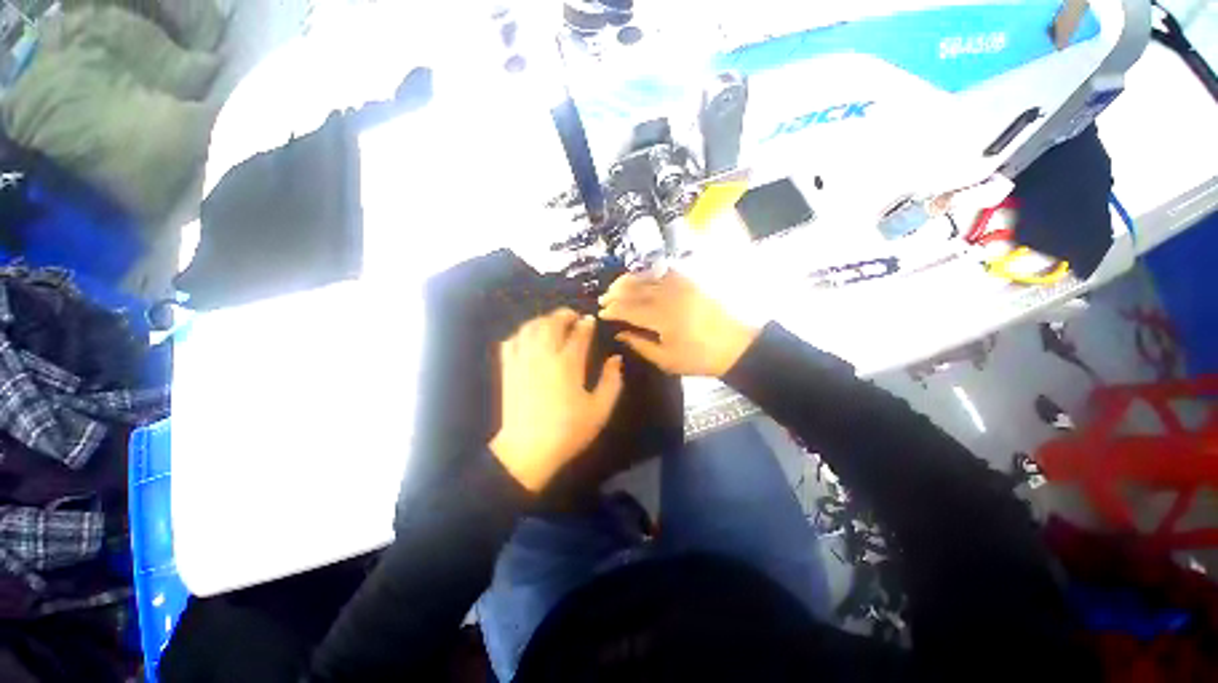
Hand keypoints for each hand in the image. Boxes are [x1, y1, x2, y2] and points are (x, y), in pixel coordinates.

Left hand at [490, 309, 623, 491]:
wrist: (528, 450)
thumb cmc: (569, 431)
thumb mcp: (600, 410)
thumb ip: (612, 382)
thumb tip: (615, 359)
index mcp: (568, 364)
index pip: (579, 333)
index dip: (586, 324)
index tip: (590, 321)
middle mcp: (544, 355)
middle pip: (552, 322)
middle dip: (564, 315)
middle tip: (573, 316)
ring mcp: (523, 360)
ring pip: (530, 327)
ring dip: (543, 320)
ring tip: (552, 323)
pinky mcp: (508, 369)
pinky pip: (512, 341)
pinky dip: (521, 333)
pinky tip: (529, 338)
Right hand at [599, 271, 758, 377]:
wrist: (736, 345)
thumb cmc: (699, 357)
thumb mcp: (666, 359)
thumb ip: (640, 345)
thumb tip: (620, 333)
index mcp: (661, 318)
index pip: (628, 309)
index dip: (612, 310)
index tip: (602, 313)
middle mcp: (668, 296)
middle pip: (634, 290)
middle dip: (615, 293)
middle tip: (603, 298)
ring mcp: (680, 286)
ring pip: (647, 276)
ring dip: (628, 280)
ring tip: (616, 285)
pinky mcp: (691, 281)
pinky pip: (665, 271)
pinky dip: (650, 272)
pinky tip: (643, 276)